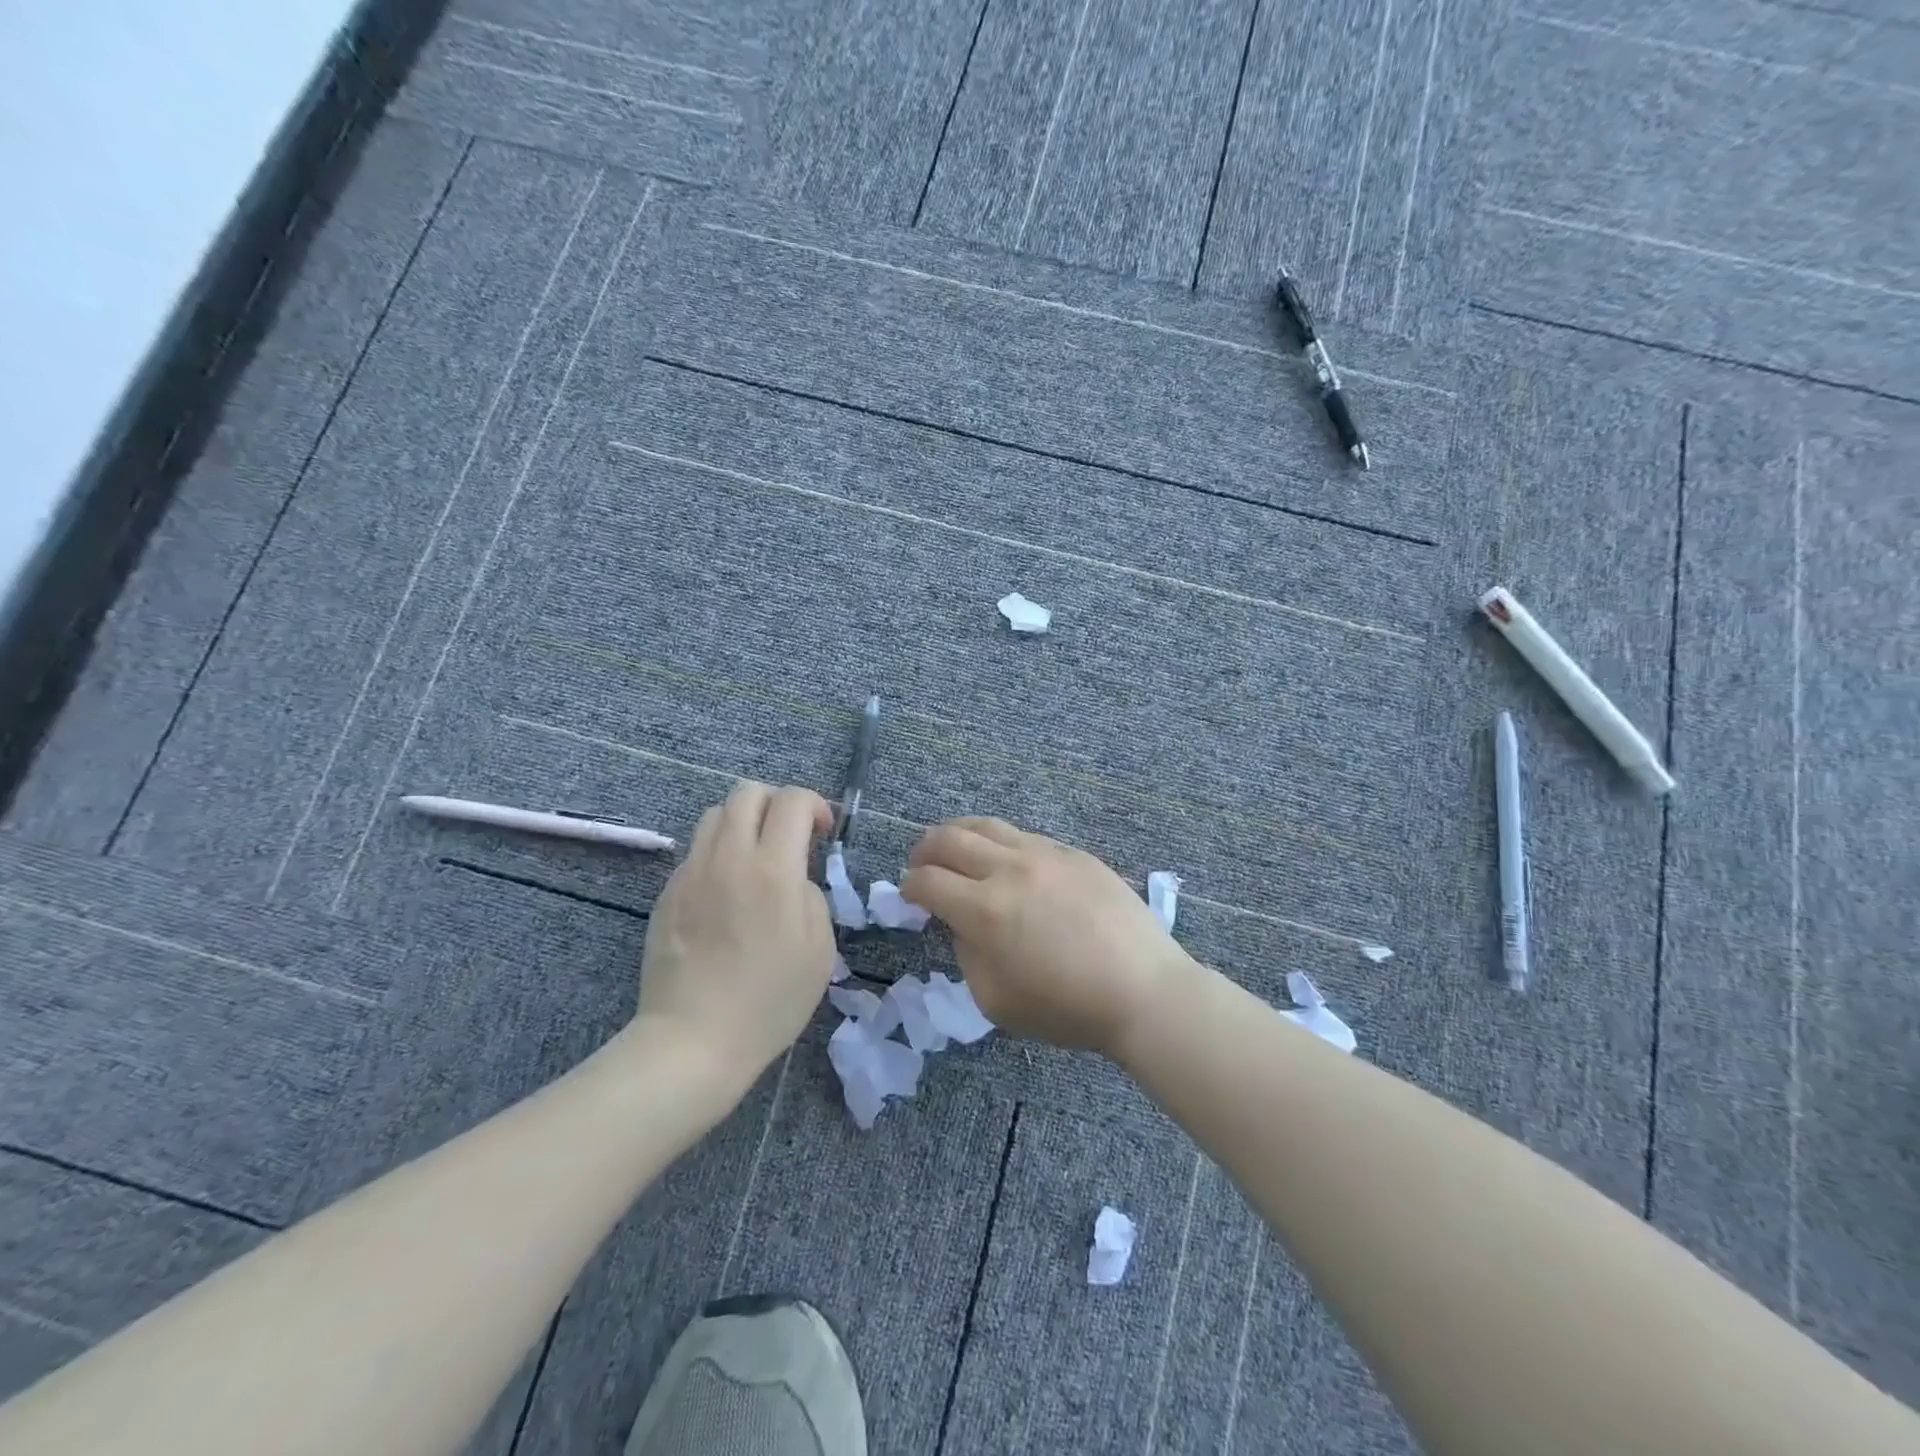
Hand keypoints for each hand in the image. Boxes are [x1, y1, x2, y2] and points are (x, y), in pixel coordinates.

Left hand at [635, 781, 835, 1090]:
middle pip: (747, 793)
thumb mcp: (820, 948)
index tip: (824, 833)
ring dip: (744, 822)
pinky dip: (719, 853)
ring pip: (715, 815)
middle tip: (791, 836)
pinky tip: (727, 893)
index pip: (792, 801)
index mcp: (773, 869)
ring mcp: (692, 873)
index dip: (815, 805)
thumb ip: (812, 895)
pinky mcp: (668, 893)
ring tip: (757, 858)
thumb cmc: (770, 999)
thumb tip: (795, 878)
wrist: (694, 1039)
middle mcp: (729, 857)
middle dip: (777, 802)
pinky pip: (696, 852)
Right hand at [902, 817, 1193, 1054]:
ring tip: (952, 846)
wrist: (1142, 990)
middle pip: (949, 839)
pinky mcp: (1073, 853)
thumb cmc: (1067, 1008)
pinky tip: (1006, 860)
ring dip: (958, 833)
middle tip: (920, 864)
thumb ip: (968, 954)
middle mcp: (1009, 869)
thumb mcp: (996, 1000)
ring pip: (987, 826)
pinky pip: (1025, 836)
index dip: (909, 887)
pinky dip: (1000, 842)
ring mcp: (1045, 854)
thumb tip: (964, 924)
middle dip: (924, 850)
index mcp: (984, 909)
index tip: (909, 895)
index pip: (927, 881)